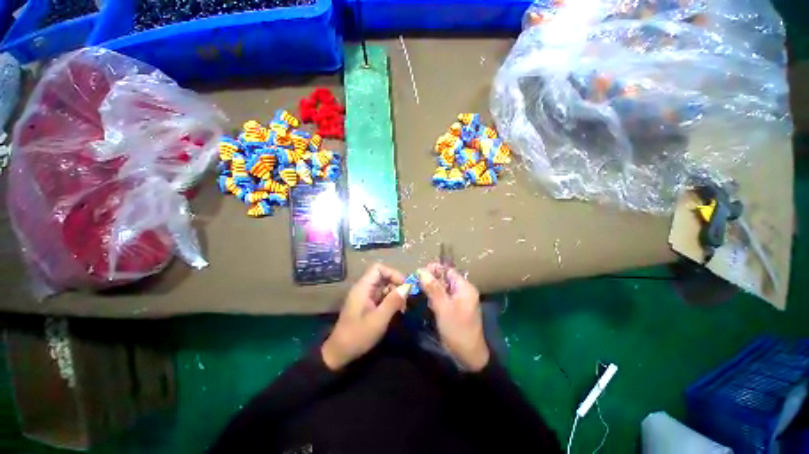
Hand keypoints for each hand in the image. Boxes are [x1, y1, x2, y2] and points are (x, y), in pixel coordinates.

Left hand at [322, 264, 410, 370]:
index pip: (378, 268)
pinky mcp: (367, 305)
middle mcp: (363, 288)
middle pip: (383, 276)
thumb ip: (393, 301)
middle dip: (396, 285)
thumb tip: (407, 287)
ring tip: (403, 308)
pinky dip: (390, 301)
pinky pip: (381, 296)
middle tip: (406, 299)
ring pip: (383, 286)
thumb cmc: (358, 335)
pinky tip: (396, 311)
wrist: (339, 353)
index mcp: (363, 287)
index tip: (404, 285)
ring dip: (395, 294)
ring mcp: (365, 297)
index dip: (392, 273)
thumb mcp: (379, 319)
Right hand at [418, 265, 489, 371]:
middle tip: (416, 284)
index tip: (418, 273)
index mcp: (464, 287)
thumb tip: (421, 270)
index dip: (433, 270)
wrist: (468, 356)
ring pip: (442, 288)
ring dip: (431, 289)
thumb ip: (432, 288)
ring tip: (419, 293)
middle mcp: (463, 291)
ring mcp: (459, 300)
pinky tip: (427, 303)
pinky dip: (434, 298)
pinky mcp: (454, 309)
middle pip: (444, 279)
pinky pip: (443, 298)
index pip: (448, 271)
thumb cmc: (457, 329)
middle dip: (430, 280)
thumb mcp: (443, 307)